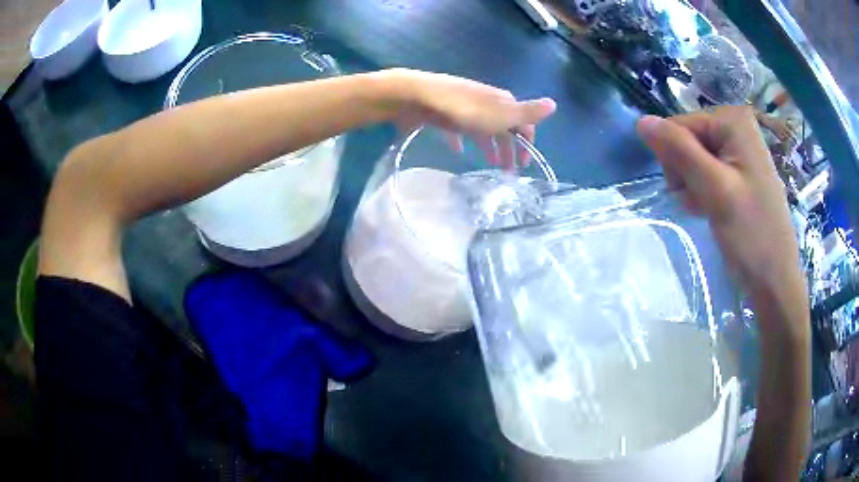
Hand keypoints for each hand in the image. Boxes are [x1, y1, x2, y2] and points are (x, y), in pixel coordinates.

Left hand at [386, 68, 556, 167]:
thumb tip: (554, 104)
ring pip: (483, 129)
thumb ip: (526, 112)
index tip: (524, 165)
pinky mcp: (443, 113)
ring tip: (489, 166)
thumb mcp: (500, 114)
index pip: (523, 122)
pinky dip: (461, 140)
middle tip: (507, 172)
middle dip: (508, 149)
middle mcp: (485, 102)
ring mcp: (464, 107)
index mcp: (502, 102)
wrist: (418, 96)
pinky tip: (458, 151)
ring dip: (489, 146)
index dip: (527, 143)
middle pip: (503, 127)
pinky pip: (457, 129)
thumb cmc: (463, 110)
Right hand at [636, 106, 807, 332]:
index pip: (679, 126)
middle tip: (700, 201)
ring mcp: (741, 149)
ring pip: (695, 157)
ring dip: (693, 184)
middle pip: (688, 139)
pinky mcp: (742, 170)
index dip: (675, 158)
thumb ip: (679, 151)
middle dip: (686, 171)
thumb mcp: (714, 189)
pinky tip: (712, 208)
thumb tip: (642, 122)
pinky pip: (709, 170)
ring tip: (708, 208)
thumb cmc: (751, 234)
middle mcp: (737, 126)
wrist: (775, 279)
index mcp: (733, 120)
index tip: (688, 191)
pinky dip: (704, 190)